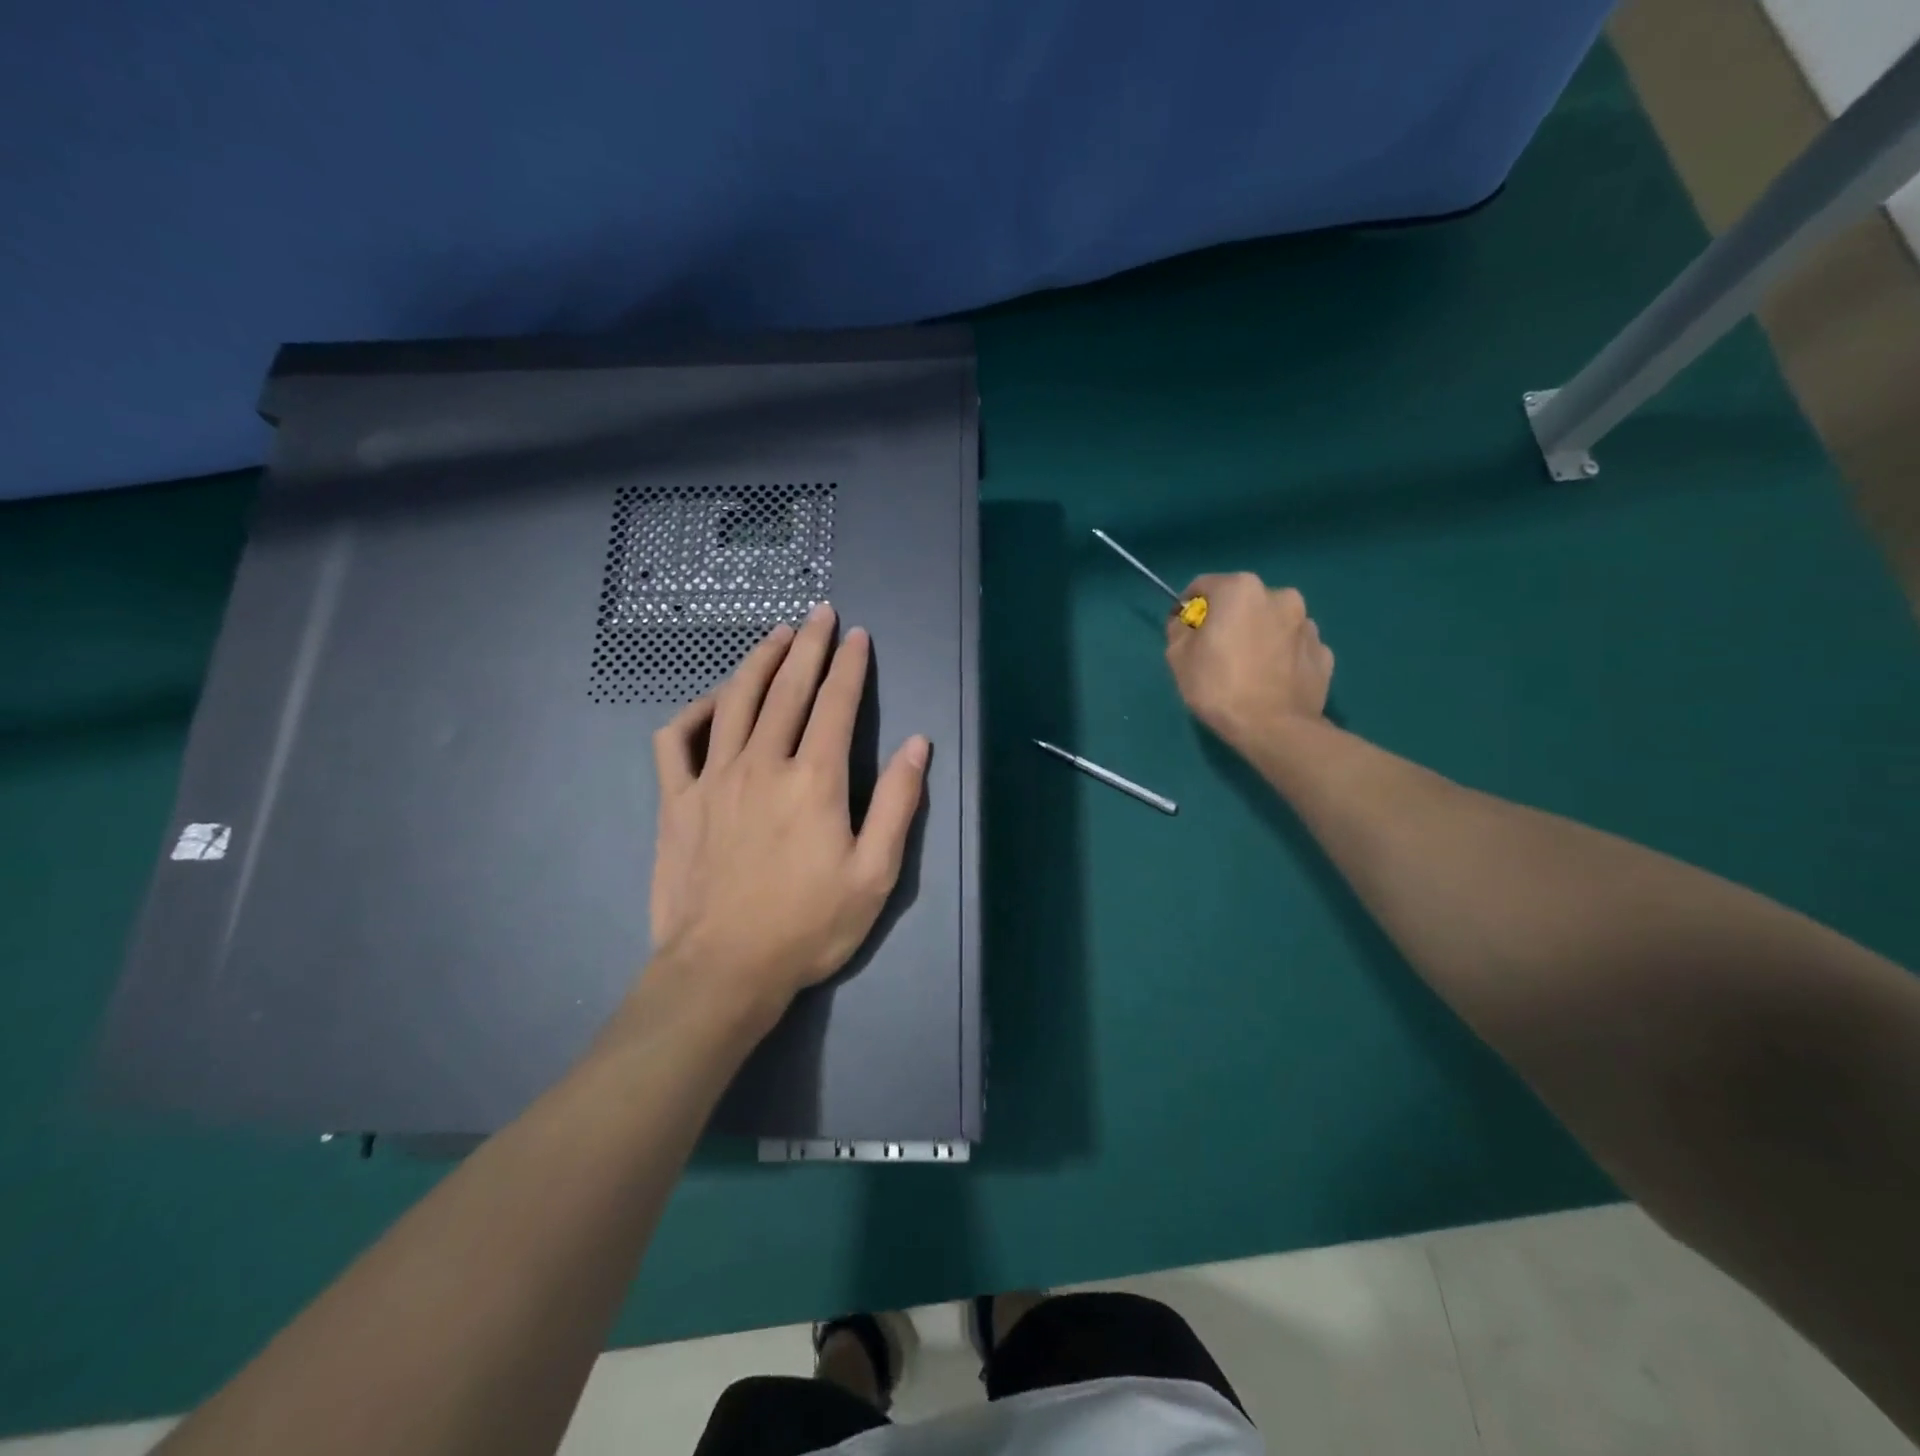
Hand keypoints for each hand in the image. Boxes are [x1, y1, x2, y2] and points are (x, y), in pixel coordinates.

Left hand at [647, 605, 929, 1020]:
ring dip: (757, 660)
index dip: (850, 665)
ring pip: (735, 700)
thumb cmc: (808, 926)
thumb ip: (898, 804)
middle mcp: (762, 764)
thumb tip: (918, 745)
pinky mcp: (676, 801)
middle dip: (807, 645)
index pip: (836, 704)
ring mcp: (712, 778)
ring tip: (774, 634)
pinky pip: (677, 739)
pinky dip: (694, 710)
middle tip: (819, 614)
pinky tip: (713, 701)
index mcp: (814, 780)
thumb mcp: (875, 874)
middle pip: (787, 688)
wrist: (723, 969)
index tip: (858, 635)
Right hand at [1165, 573, 1333, 753]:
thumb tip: (1187, 622)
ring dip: (1259, 636)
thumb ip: (1179, 628)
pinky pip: (1293, 648)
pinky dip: (1281, 656)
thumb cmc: (1218, 686)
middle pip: (1242, 602)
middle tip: (1216, 652)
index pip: (1204, 586)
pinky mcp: (1324, 653)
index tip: (1183, 632)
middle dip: (1228, 620)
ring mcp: (1308, 625)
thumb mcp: (1177, 656)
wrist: (1273, 728)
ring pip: (1272, 623)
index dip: (1188, 608)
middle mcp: (1280, 596)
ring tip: (1247, 669)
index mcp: (1241, 589)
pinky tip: (1271, 680)